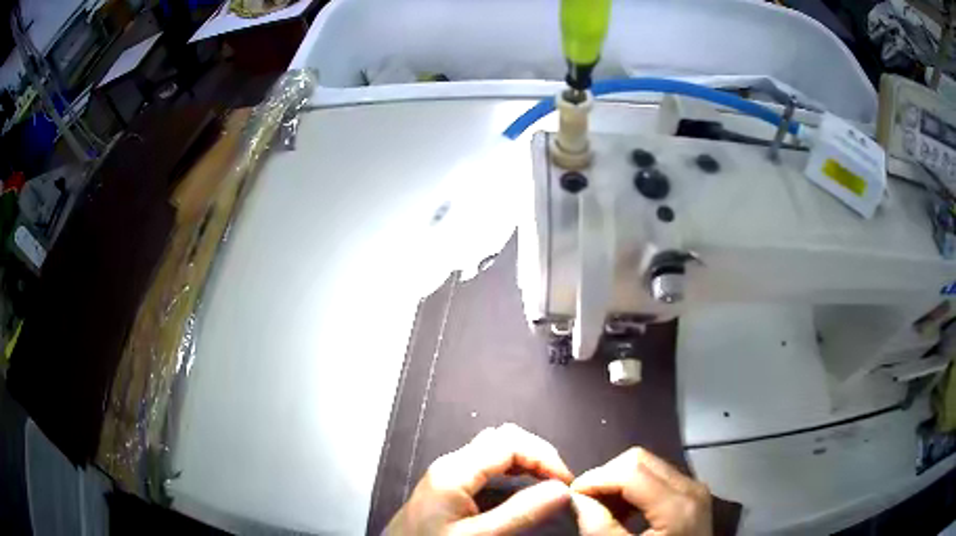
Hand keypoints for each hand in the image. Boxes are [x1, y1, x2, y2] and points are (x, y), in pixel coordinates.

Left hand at [385, 424, 574, 535]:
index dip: (545, 458)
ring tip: (545, 485)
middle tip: (558, 483)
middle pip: (502, 438)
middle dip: (537, 455)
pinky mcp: (447, 486)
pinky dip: (511, 470)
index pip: (511, 442)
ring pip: (494, 449)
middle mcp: (450, 463)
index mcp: (455, 470)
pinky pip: (485, 465)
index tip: (567, 484)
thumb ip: (519, 514)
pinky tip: (519, 489)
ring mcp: (447, 473)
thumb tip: (561, 490)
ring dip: (525, 461)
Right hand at [570, 447, 711, 535]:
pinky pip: (658, 475)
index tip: (571, 494)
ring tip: (602, 507)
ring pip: (648, 464)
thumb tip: (574, 497)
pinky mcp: (693, 492)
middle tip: (586, 501)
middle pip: (640, 460)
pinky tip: (623, 509)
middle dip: (607, 476)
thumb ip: (598, 526)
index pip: (630, 471)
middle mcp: (691, 487)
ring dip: (619, 480)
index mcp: (678, 505)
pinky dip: (634, 486)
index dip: (596, 478)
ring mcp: (695, 487)